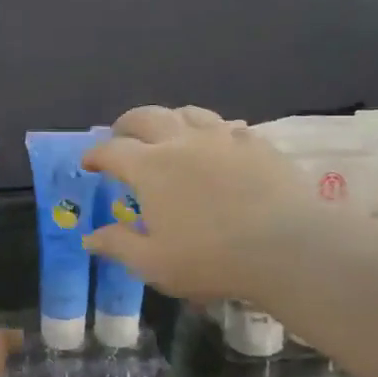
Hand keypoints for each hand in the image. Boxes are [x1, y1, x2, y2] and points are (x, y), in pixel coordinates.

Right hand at [82, 105, 314, 304]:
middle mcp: (181, 142)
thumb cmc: (212, 258)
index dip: (95, 154)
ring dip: (169, 119)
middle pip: (146, 117)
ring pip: (188, 112)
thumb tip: (90, 237)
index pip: (112, 151)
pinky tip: (217, 143)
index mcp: (150, 168)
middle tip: (120, 136)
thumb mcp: (154, 264)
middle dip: (126, 124)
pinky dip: (211, 130)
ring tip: (166, 132)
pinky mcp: (256, 143)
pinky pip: (227, 125)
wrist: (290, 247)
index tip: (88, 163)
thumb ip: (119, 246)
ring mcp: (222, 138)